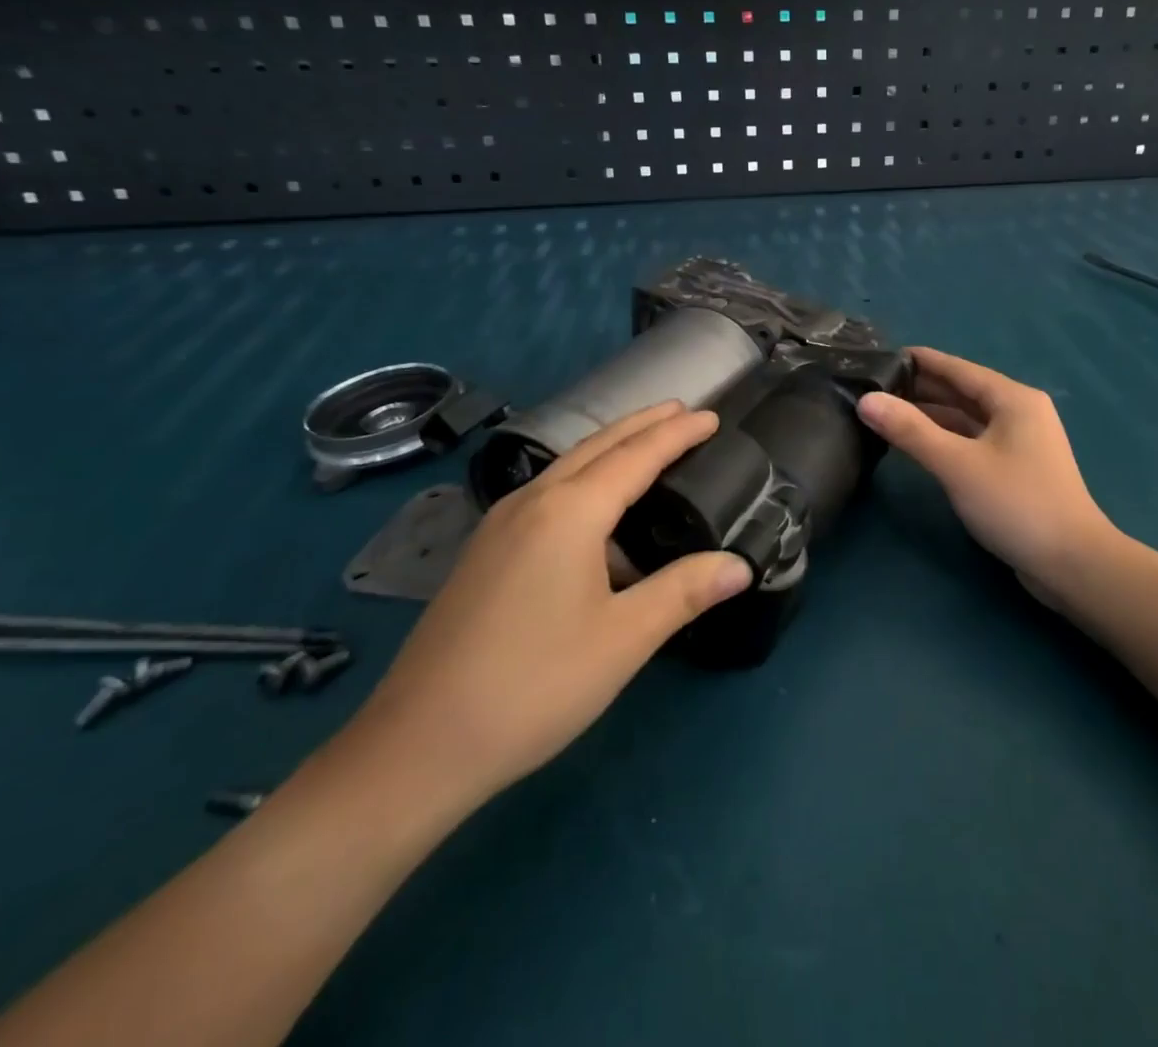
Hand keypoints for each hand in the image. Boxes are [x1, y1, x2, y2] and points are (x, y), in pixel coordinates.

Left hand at [349, 402, 753, 809]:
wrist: (418, 745)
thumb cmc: (533, 685)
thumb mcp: (623, 639)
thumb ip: (684, 592)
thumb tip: (740, 565)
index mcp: (569, 512)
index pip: (636, 456)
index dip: (677, 434)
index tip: (711, 416)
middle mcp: (531, 502)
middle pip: (597, 446)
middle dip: (643, 425)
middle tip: (682, 412)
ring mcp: (499, 525)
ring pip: (567, 466)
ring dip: (611, 448)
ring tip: (646, 446)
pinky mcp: (484, 552)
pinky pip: (547, 492)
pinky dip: (584, 478)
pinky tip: (593, 510)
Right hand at [857, 347, 1115, 606]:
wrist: (1072, 564)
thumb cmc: (1016, 504)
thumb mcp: (957, 464)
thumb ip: (910, 430)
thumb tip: (866, 400)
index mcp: (1012, 399)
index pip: (957, 368)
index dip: (919, 361)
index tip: (880, 355)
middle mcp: (1018, 412)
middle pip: (962, 391)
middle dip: (920, 387)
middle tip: (873, 384)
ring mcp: (1019, 442)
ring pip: (966, 418)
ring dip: (930, 414)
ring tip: (886, 410)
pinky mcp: (1015, 469)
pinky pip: (972, 440)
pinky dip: (945, 437)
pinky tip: (917, 442)